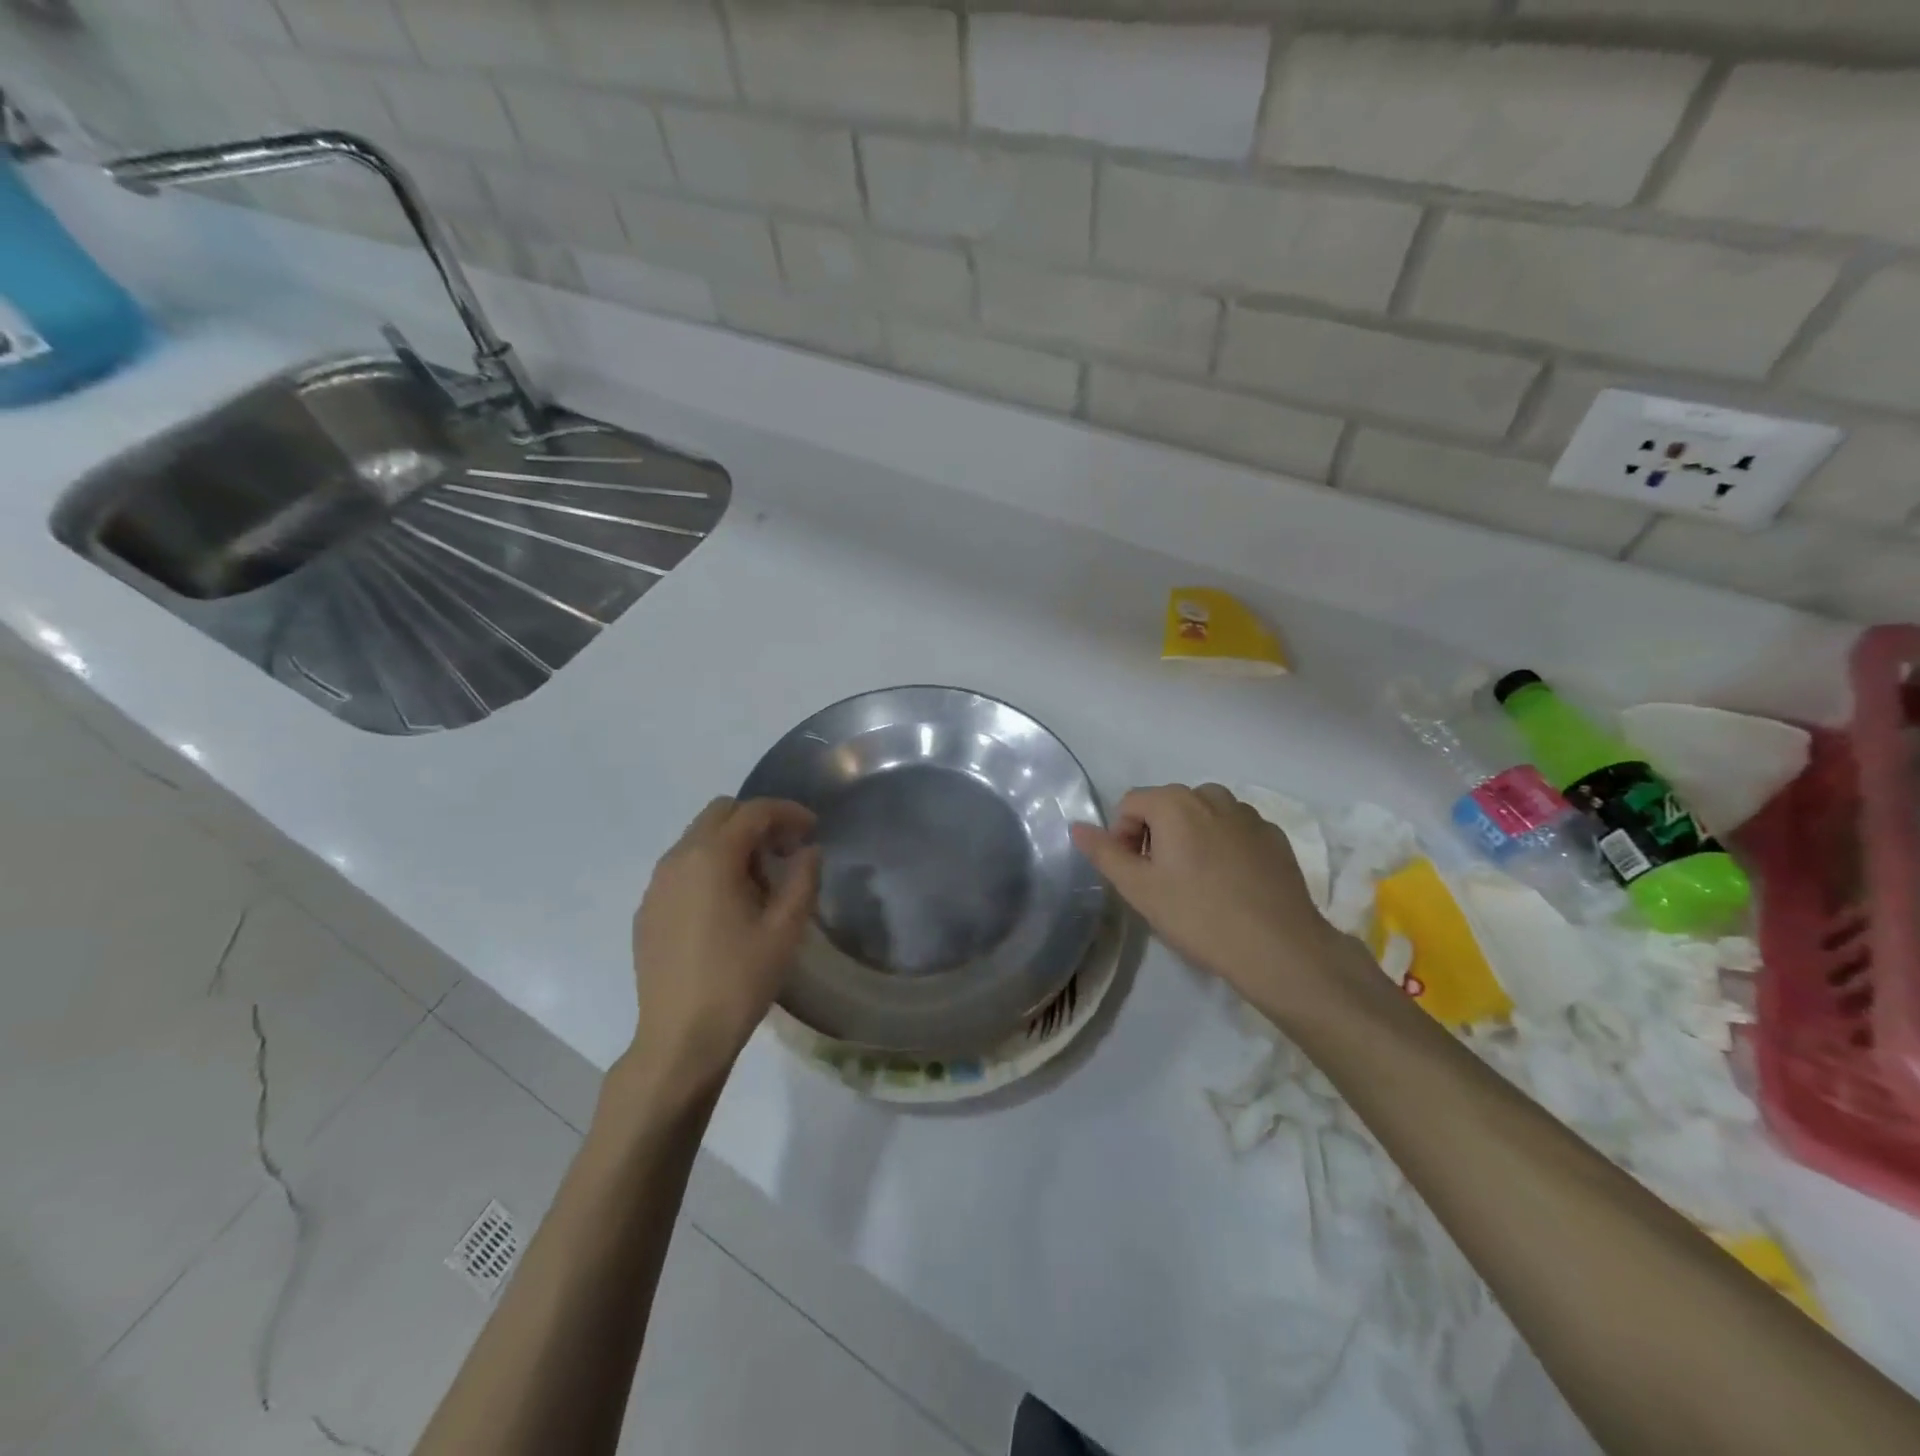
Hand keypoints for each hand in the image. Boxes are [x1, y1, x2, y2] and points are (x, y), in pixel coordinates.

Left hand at [620, 797, 820, 1105]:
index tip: (813, 828)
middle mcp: (678, 859)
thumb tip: (808, 851)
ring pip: (698, 839)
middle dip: (757, 821)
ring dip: (733, 843)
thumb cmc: (739, 980)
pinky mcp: (647, 910)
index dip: (788, 812)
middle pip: (720, 813)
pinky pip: (682, 868)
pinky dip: (710, 866)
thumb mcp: (785, 930)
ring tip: (761, 879)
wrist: (680, 1038)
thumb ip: (803, 879)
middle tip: (787, 849)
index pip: (753, 812)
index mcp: (712, 857)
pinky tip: (728, 905)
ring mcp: (656, 885)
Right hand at [1069, 783, 1365, 1023]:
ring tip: (1195, 882)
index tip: (1132, 873)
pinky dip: (1223, 846)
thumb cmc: (1198, 915)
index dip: (1121, 836)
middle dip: (1155, 835)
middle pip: (1167, 805)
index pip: (1130, 804)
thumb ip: (1104, 853)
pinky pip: (1235, 830)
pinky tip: (1229, 884)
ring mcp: (1249, 814)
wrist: (1279, 948)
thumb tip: (1077, 827)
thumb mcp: (1138, 888)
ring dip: (1190, 837)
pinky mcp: (1274, 836)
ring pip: (1203, 815)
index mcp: (1175, 802)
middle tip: (1160, 880)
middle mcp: (1212, 796)